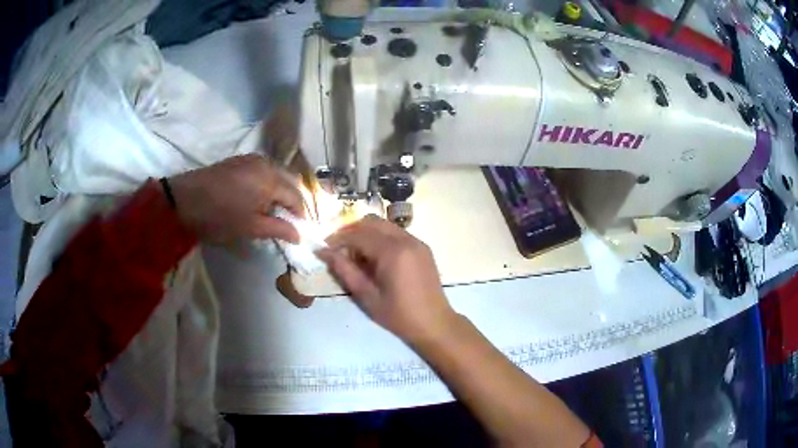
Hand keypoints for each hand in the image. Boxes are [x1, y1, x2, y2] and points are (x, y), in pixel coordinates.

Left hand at [168, 154, 303, 243]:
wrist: (183, 199)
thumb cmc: (218, 216)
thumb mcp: (249, 228)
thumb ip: (278, 229)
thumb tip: (299, 236)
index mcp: (270, 180)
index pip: (297, 197)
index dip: (300, 215)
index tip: (298, 231)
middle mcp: (266, 164)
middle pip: (289, 182)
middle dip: (292, 202)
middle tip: (287, 222)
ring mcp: (252, 159)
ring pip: (277, 175)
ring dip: (280, 192)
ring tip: (273, 212)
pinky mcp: (240, 160)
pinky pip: (263, 170)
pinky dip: (267, 184)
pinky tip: (258, 198)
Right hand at [317, 215, 455, 342]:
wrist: (434, 323)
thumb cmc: (398, 315)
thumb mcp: (366, 296)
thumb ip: (344, 270)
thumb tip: (323, 252)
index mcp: (392, 252)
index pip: (358, 235)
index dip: (338, 239)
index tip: (324, 248)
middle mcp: (406, 239)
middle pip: (371, 222)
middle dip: (351, 230)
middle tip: (337, 247)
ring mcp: (417, 241)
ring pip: (384, 225)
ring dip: (366, 232)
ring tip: (353, 252)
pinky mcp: (422, 247)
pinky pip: (396, 233)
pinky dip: (381, 237)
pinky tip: (374, 256)